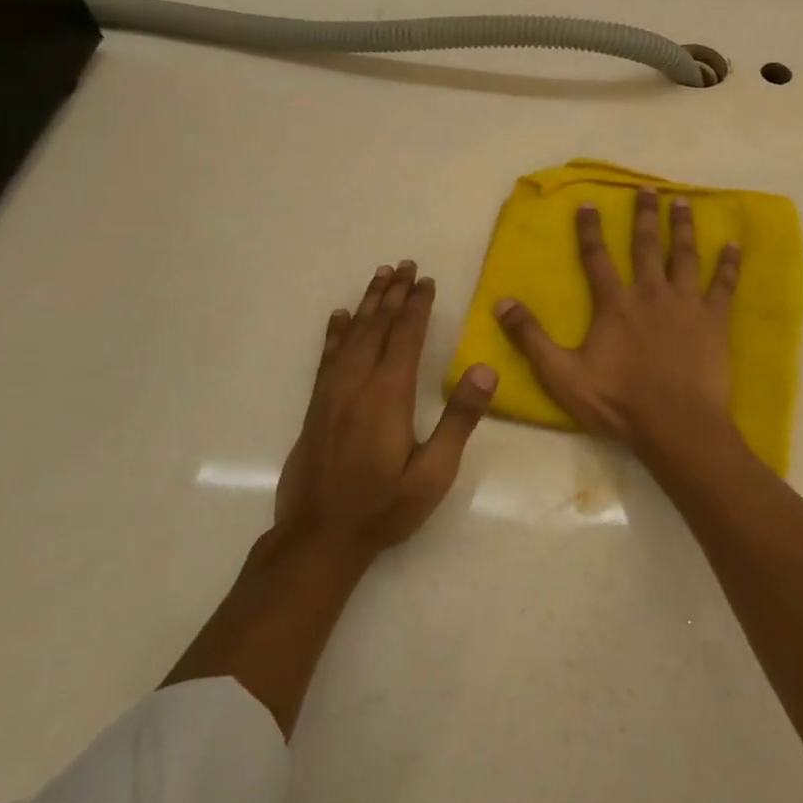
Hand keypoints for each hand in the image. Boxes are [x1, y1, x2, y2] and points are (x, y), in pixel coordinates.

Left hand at [274, 260, 497, 560]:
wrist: (318, 538)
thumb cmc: (384, 507)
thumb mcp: (434, 472)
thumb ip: (460, 418)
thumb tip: (486, 368)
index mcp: (389, 393)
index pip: (406, 336)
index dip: (417, 305)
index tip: (426, 280)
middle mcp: (358, 382)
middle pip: (377, 325)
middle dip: (393, 293)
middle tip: (404, 265)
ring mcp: (332, 392)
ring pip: (352, 334)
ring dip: (367, 303)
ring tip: (379, 277)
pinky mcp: (317, 406)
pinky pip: (327, 356)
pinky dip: (335, 332)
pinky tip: (339, 318)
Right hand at [494, 188, 742, 459]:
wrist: (676, 425)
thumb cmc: (618, 402)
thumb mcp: (562, 374)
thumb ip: (531, 338)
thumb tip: (501, 303)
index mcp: (615, 304)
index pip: (597, 257)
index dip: (590, 230)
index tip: (589, 203)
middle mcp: (650, 293)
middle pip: (646, 245)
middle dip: (645, 215)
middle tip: (648, 189)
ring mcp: (686, 304)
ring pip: (684, 255)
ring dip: (683, 227)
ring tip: (683, 202)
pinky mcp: (714, 320)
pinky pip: (724, 285)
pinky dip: (729, 264)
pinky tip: (734, 245)